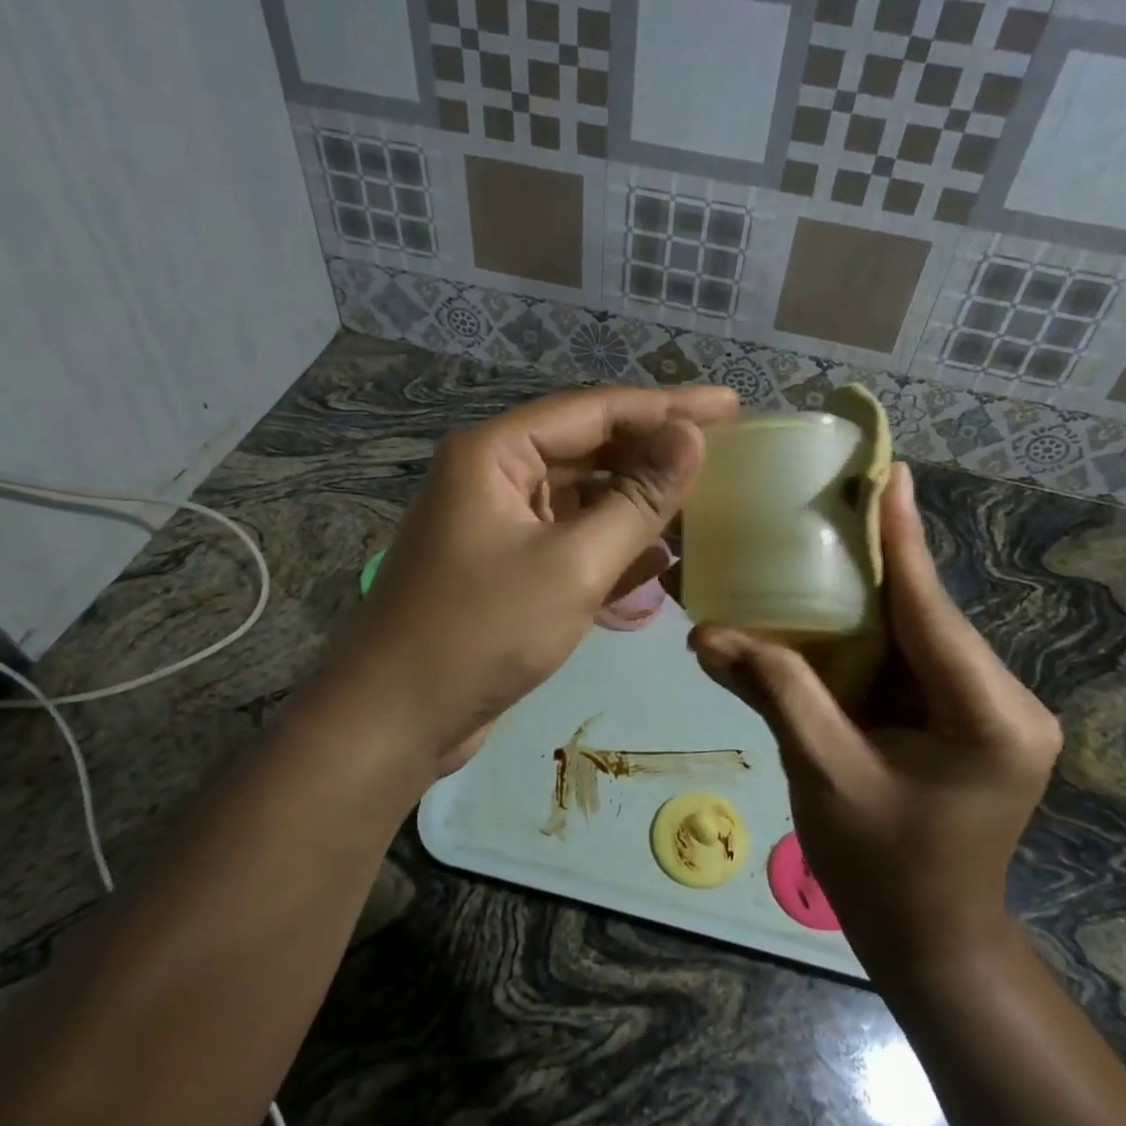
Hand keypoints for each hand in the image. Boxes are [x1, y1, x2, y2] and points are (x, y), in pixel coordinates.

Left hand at [325, 384, 737, 776]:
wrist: (394, 721)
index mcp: (497, 453)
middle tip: (727, 454)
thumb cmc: (481, 632)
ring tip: (704, 505)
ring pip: (583, 499)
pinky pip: (570, 542)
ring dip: (637, 506)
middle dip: (654, 455)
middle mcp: (495, 477)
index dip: (668, 406)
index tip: (731, 405)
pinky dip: (612, 548)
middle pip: (590, 450)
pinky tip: (660, 562)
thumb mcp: (572, 563)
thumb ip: (637, 499)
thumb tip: (691, 437)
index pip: (597, 410)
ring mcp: (498, 524)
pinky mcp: (506, 569)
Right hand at [689, 463, 1060, 982]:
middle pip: (929, 616)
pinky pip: (915, 658)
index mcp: (989, 718)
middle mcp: (1006, 702)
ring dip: (873, 594)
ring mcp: (993, 709)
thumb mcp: (824, 774)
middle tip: (835, 497)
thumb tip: (704, 633)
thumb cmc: (883, 871)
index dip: (904, 540)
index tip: (889, 472)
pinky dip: (873, 633)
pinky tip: (833, 602)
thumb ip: (774, 692)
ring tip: (826, 535)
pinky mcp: (971, 716)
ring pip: (921, 633)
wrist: (932, 942)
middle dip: (880, 560)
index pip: (934, 612)